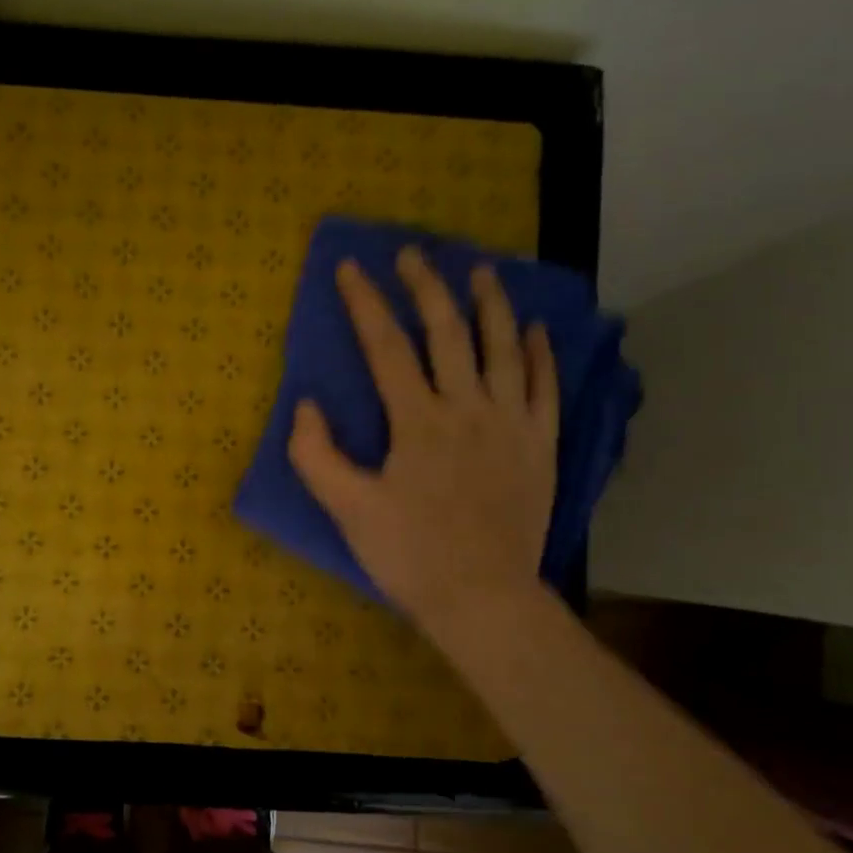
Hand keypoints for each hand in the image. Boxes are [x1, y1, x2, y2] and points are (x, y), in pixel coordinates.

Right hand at [287, 247, 558, 644]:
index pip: (387, 347)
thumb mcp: (347, 510)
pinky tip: (535, 330)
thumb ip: (316, 455)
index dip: (365, 303)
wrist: (482, 598)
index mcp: (418, 422)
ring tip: (482, 271)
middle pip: (448, 332)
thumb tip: (307, 404)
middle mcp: (468, 409)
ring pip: (504, 348)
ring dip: (491, 304)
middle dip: (427, 287)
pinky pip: (545, 388)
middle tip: (414, 254)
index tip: (350, 268)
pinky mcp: (539, 446)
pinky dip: (540, 354)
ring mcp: (511, 424)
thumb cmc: (410, 556)